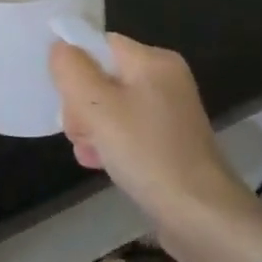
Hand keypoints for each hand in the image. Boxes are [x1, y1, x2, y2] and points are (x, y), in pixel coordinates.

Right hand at [50, 34, 261, 261]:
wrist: (201, 216)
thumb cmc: (146, 151)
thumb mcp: (96, 105)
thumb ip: (71, 69)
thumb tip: (60, 47)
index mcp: (154, 61)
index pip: (100, 44)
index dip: (75, 66)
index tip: (65, 96)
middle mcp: (165, 80)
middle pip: (102, 76)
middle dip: (81, 104)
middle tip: (78, 130)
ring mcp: (169, 113)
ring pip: (110, 106)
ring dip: (90, 127)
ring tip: (88, 152)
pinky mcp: (169, 142)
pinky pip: (127, 130)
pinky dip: (110, 143)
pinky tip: (99, 163)